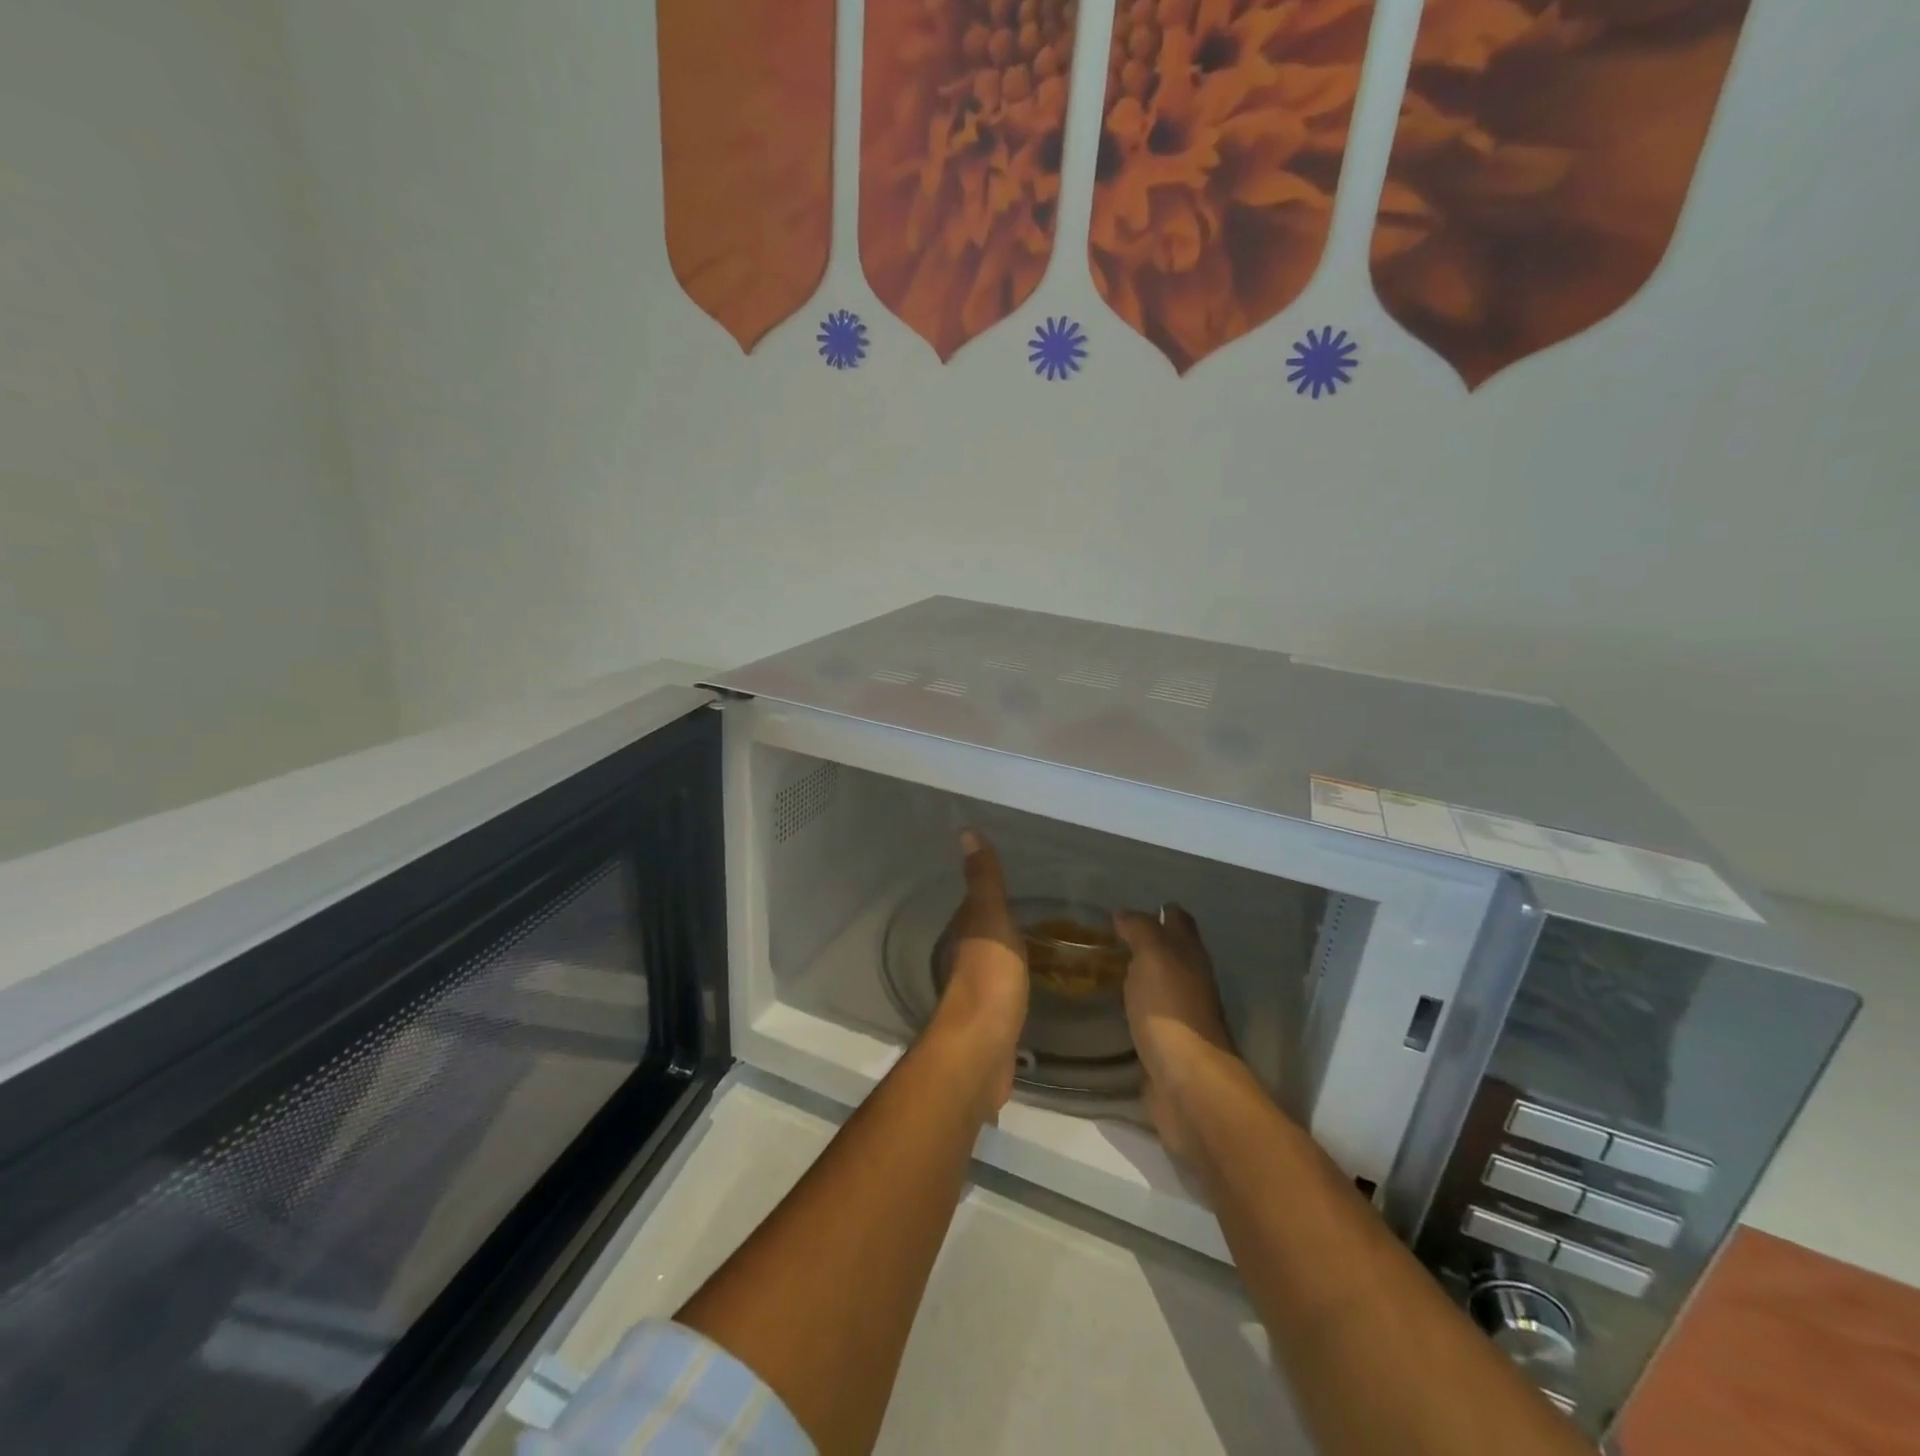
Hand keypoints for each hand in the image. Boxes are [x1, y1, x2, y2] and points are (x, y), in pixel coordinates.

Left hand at [928, 830, 1029, 1118]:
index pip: (976, 903)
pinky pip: (1007, 989)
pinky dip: (1017, 980)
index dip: (991, 891)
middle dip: (1003, 922)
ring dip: (1010, 951)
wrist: (983, 1048)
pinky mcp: (993, 1019)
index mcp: (965, 931)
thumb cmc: (989, 976)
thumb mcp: (990, 918)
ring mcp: (979, 990)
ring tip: (1042, 944)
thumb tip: (966, 830)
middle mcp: (965, 958)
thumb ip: (984, 879)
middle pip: (984, 932)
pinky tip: (1035, 981)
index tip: (1016, 881)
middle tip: (1039, 912)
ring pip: (995, 961)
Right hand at [1114, 905, 1237, 1161]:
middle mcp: (1189, 982)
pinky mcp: (1163, 1047)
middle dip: (1146, 942)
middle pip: (1171, 954)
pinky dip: (1130, 1009)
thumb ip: (1140, 930)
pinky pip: (1145, 1018)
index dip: (1161, 911)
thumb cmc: (1171, 1011)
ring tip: (1100, 968)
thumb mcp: (1154, 956)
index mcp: (1190, 957)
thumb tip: (1124, 913)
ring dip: (1136, 976)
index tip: (1129, 908)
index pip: (1179, 922)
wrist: (1186, 1083)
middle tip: (1107, 936)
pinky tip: (1107, 1008)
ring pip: (1157, 986)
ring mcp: (1179, 1017)